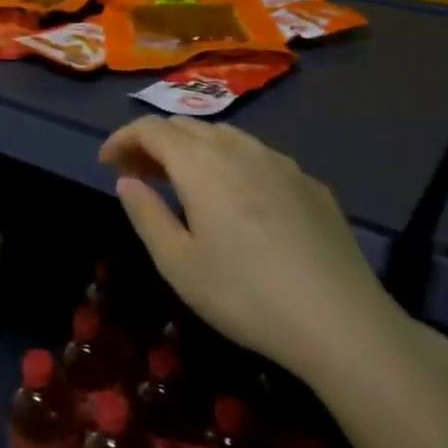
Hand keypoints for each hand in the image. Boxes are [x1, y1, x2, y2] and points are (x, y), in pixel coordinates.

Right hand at [100, 118, 406, 385]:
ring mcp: (280, 162)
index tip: (105, 162)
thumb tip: (127, 181)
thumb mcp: (179, 264)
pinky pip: (256, 155)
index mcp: (201, 165)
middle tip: (137, 174)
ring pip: (224, 136)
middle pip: (186, 126)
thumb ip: (146, 215)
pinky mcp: (309, 183)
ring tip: (180, 181)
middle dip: (154, 142)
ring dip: (192, 148)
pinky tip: (235, 196)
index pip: (151, 129)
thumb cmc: (246, 295)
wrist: (342, 322)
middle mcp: (239, 149)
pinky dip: (229, 161)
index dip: (123, 139)